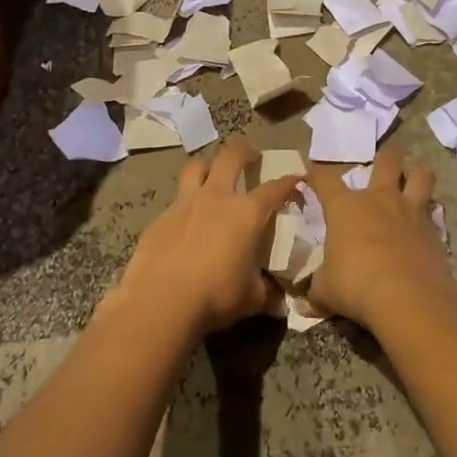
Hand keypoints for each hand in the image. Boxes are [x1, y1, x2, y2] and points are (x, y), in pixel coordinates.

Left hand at [115, 141, 301, 338]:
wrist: (160, 301)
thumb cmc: (215, 295)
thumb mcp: (250, 299)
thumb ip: (267, 295)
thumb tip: (280, 305)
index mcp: (246, 213)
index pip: (274, 189)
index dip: (288, 182)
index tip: (297, 179)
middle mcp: (216, 198)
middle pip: (231, 158)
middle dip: (244, 151)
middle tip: (251, 153)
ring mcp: (184, 204)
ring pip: (196, 168)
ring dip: (207, 166)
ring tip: (212, 172)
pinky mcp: (160, 218)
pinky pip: (176, 202)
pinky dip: (185, 205)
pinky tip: (186, 222)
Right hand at [307, 150, 454, 332]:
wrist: (408, 298)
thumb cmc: (356, 285)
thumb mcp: (326, 291)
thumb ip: (317, 290)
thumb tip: (305, 304)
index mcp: (345, 207)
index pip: (325, 179)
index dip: (316, 175)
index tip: (312, 177)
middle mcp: (379, 199)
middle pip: (386, 161)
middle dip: (385, 159)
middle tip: (384, 164)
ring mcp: (410, 211)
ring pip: (420, 175)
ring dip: (418, 173)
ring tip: (416, 177)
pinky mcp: (434, 230)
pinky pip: (433, 211)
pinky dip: (430, 213)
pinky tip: (426, 224)